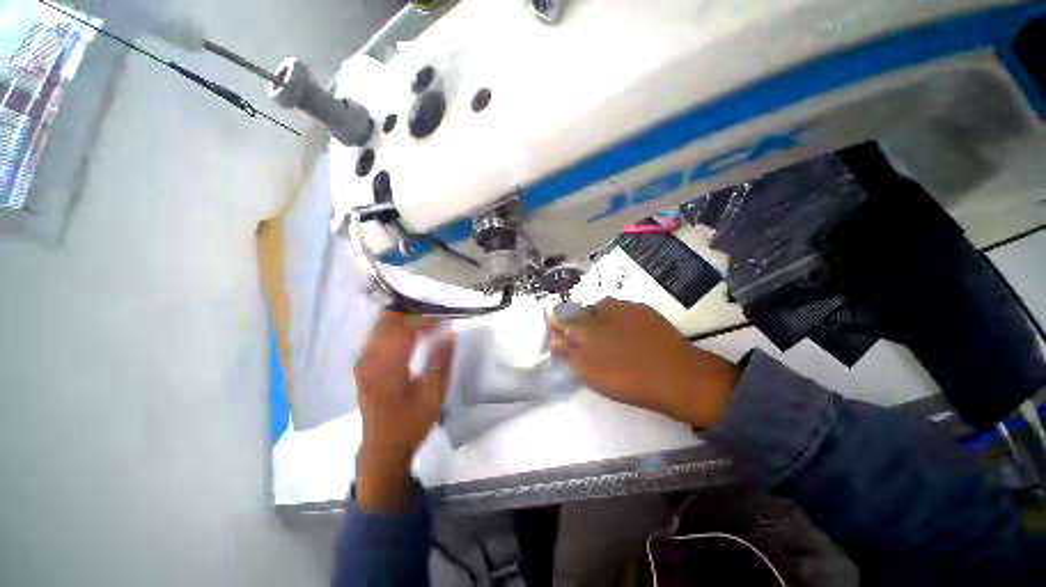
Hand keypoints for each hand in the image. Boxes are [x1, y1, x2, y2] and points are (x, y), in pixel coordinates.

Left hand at [354, 312, 454, 510]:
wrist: (383, 449)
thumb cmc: (411, 424)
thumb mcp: (434, 395)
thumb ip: (441, 361)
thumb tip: (449, 333)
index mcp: (388, 368)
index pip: (406, 330)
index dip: (427, 321)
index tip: (446, 321)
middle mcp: (369, 360)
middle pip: (388, 321)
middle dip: (414, 315)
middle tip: (436, 319)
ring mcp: (362, 362)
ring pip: (381, 326)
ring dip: (405, 320)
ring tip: (427, 325)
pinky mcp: (362, 366)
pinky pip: (378, 336)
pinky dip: (396, 329)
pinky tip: (411, 335)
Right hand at [549, 298, 738, 428]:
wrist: (677, 376)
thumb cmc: (627, 379)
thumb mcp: (590, 372)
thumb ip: (568, 353)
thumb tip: (554, 340)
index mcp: (585, 324)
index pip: (562, 316)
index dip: (557, 324)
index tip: (558, 335)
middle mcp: (601, 308)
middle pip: (580, 310)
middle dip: (576, 322)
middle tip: (583, 341)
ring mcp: (624, 306)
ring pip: (600, 308)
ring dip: (596, 319)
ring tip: (604, 338)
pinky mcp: (642, 309)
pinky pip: (620, 309)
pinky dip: (615, 318)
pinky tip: (624, 333)